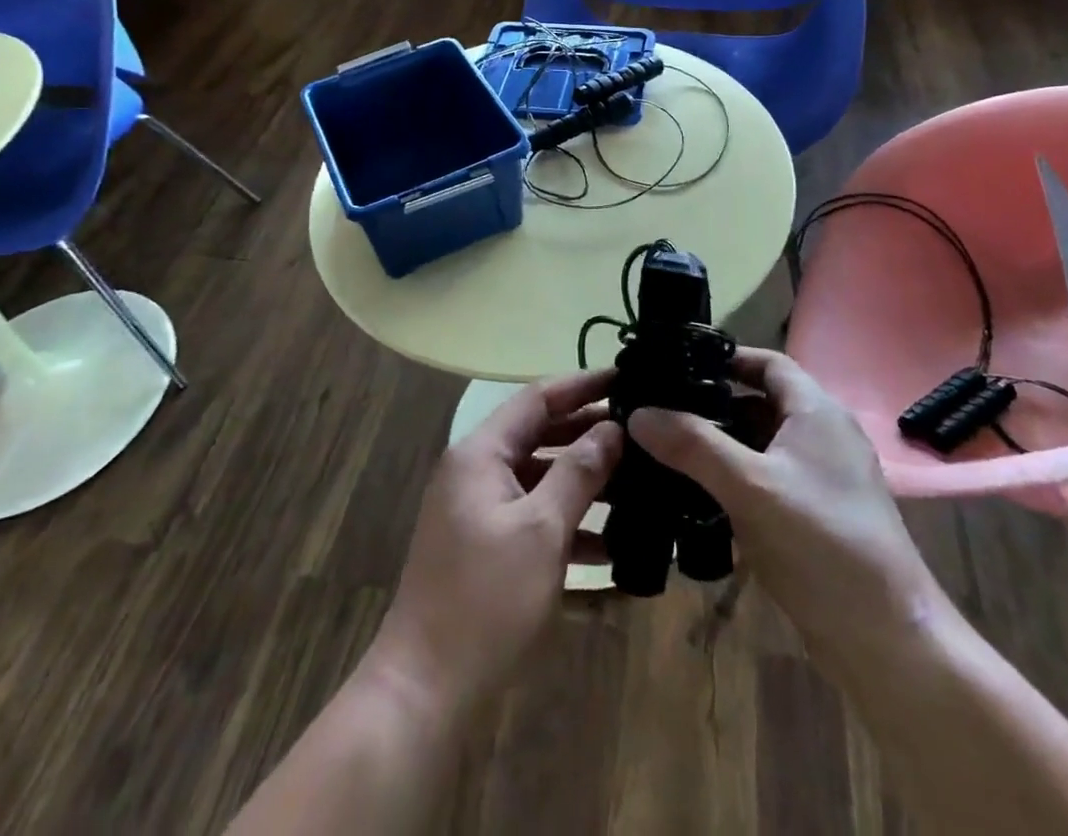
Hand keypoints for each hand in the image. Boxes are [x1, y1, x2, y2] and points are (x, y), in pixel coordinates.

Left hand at [367, 369, 622, 716]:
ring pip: (540, 478)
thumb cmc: (486, 599)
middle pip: (539, 435)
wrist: (425, 690)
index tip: (626, 378)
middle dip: (589, 434)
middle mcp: (476, 471)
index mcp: (481, 453)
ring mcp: (479, 510)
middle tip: (642, 433)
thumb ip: (579, 472)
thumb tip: (613, 428)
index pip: (537, 398)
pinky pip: (533, 517)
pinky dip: (567, 523)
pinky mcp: (486, 546)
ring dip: (584, 481)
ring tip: (638, 483)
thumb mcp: (541, 530)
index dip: (582, 385)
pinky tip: (611, 545)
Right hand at [627, 348, 950, 670]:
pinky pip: (770, 480)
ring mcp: (824, 479)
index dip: (727, 358)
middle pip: (762, 403)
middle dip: (714, 405)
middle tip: (663, 410)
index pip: (768, 362)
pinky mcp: (818, 516)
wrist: (886, 639)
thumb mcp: (749, 487)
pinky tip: (700, 497)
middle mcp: (823, 436)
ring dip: (723, 445)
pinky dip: (737, 479)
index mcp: (816, 412)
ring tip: (669, 450)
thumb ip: (693, 446)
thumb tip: (638, 413)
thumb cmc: (821, 542)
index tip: (679, 365)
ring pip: (764, 445)